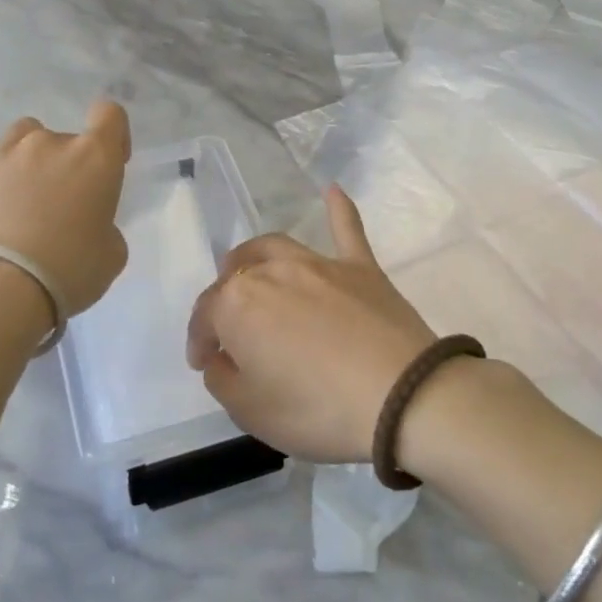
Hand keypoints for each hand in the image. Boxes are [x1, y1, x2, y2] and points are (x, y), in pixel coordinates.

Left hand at [0, 102, 131, 316]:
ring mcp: (2, 155)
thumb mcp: (112, 255)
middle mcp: (49, 144)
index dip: (114, 135)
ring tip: (21, 191)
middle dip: (67, 164)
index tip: (112, 164)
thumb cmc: (69, 271)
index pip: (110, 115)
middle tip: (62, 206)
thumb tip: (86, 225)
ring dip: (27, 155)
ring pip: (21, 134)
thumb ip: (104, 227)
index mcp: (94, 158)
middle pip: (64, 136)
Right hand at [185, 186, 437, 462]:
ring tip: (250, 271)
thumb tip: (221, 357)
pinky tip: (332, 190)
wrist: (402, 397)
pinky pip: (346, 229)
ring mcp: (319, 264)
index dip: (199, 340)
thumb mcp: (251, 411)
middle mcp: (272, 271)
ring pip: (274, 247)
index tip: (204, 363)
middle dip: (224, 299)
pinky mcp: (361, 267)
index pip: (205, 316)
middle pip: (235, 275)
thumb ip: (223, 379)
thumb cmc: (317, 409)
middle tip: (230, 328)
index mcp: (237, 305)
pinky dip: (338, 209)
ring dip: (254, 258)